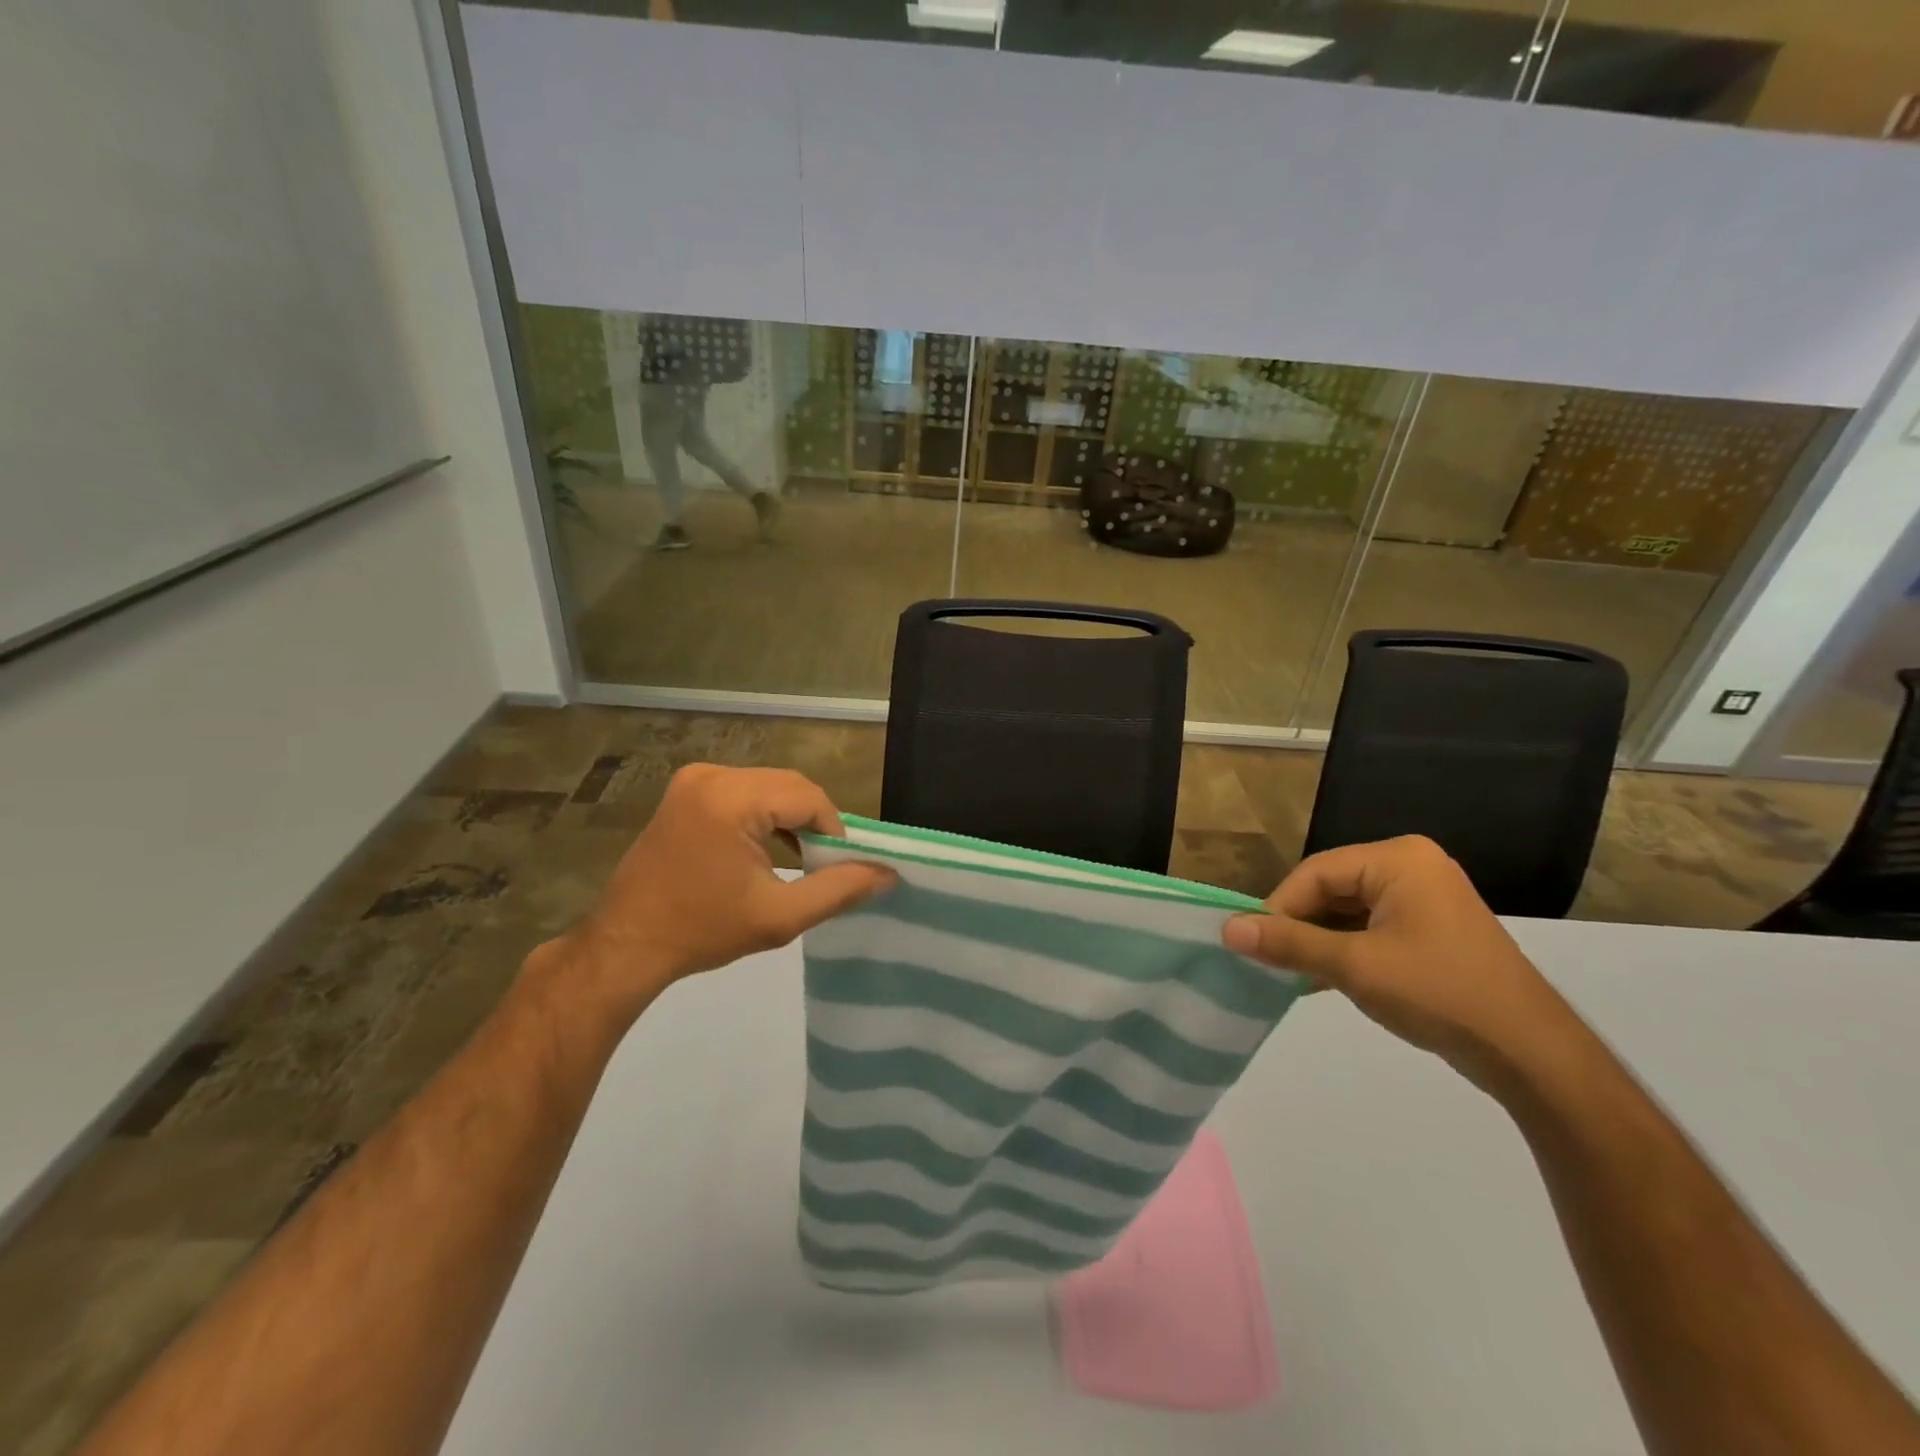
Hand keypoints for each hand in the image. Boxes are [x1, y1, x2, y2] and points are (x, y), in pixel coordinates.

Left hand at [547, 765, 892, 1023]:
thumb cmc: (703, 931)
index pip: (808, 797)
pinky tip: (769, 849)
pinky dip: (764, 815)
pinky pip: (744, 791)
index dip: (834, 830)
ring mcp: (694, 780)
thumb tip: (888, 873)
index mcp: (731, 798)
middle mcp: (712, 775)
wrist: (627, 945)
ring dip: (790, 817)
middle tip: (821, 864)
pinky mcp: (685, 791)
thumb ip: (839, 890)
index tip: (837, 867)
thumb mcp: (780, 916)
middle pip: (789, 786)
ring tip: (799, 859)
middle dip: (813, 822)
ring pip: (768, 787)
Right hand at [1223, 836, 1571, 1089]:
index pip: (1315, 872)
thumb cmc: (1439, 993)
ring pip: (1347, 911)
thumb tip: (1228, 929)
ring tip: (1288, 972)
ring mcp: (1424, 899)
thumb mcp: (1354, 966)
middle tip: (1268, 959)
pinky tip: (1318, 979)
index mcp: (1398, 859)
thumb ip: (1289, 943)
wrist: (1530, 1054)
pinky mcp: (1430, 930)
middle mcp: (1411, 868)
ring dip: (1317, 941)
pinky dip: (1343, 950)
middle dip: (1298, 925)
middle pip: (1331, 888)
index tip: (1250, 943)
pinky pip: (1370, 928)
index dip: (1278, 907)